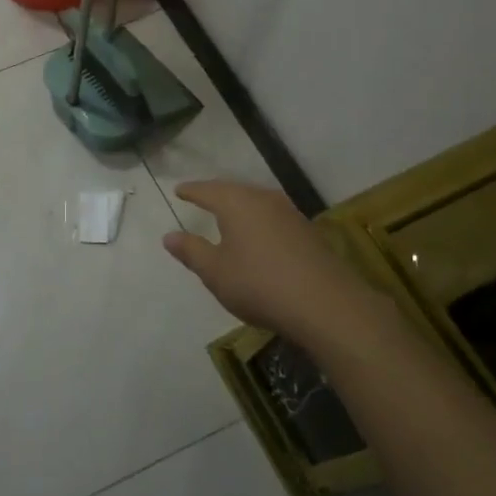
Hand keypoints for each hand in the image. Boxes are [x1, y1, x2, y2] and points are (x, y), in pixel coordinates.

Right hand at [163, 181, 396, 351]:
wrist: (326, 304)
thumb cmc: (259, 284)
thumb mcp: (215, 272)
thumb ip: (191, 251)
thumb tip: (169, 235)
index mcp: (236, 203)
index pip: (207, 190)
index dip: (191, 190)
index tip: (179, 190)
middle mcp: (263, 199)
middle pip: (234, 190)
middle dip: (216, 193)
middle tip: (202, 197)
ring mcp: (289, 213)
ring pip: (257, 201)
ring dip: (240, 206)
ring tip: (228, 214)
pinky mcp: (307, 231)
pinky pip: (273, 216)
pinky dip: (259, 220)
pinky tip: (258, 234)